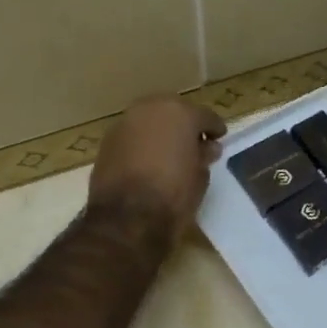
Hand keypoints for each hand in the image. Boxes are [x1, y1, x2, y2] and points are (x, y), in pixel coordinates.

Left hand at [88, 96, 227, 246]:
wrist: (126, 218)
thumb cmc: (173, 195)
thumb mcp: (200, 177)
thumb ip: (204, 155)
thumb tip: (207, 147)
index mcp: (181, 113)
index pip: (204, 116)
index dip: (214, 128)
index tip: (219, 138)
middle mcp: (151, 109)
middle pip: (174, 111)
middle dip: (184, 125)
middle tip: (193, 143)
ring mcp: (125, 122)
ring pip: (149, 121)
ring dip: (160, 132)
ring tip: (168, 152)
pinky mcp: (107, 141)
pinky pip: (132, 135)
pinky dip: (141, 143)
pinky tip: (147, 160)